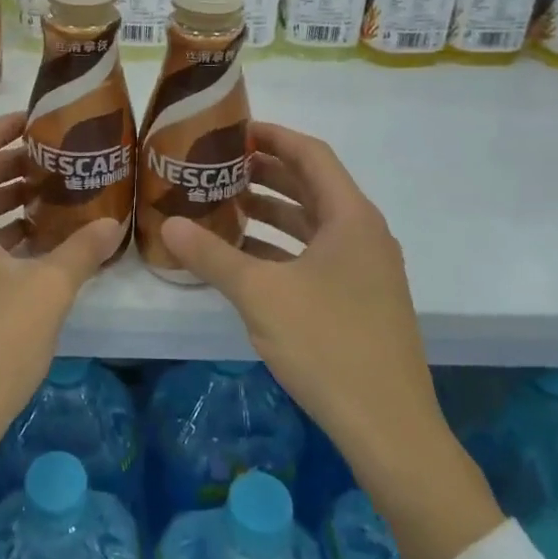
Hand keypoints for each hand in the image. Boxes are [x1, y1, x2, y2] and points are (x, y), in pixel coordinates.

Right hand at [163, 122, 502, 558]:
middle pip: (312, 185)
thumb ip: (213, 255)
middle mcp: (364, 233)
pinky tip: (246, 258)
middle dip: (265, 173)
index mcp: (350, 216)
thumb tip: (168, 224)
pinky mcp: (361, 298)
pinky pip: (317, 254)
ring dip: (272, 211)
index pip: (310, 153)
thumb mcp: (260, 295)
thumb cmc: (327, 345)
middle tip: (218, 167)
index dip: (272, 136)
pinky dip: (283, 247)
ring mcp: (366, 268)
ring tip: (225, 205)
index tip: (232, 130)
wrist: (389, 428)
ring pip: (313, 222)